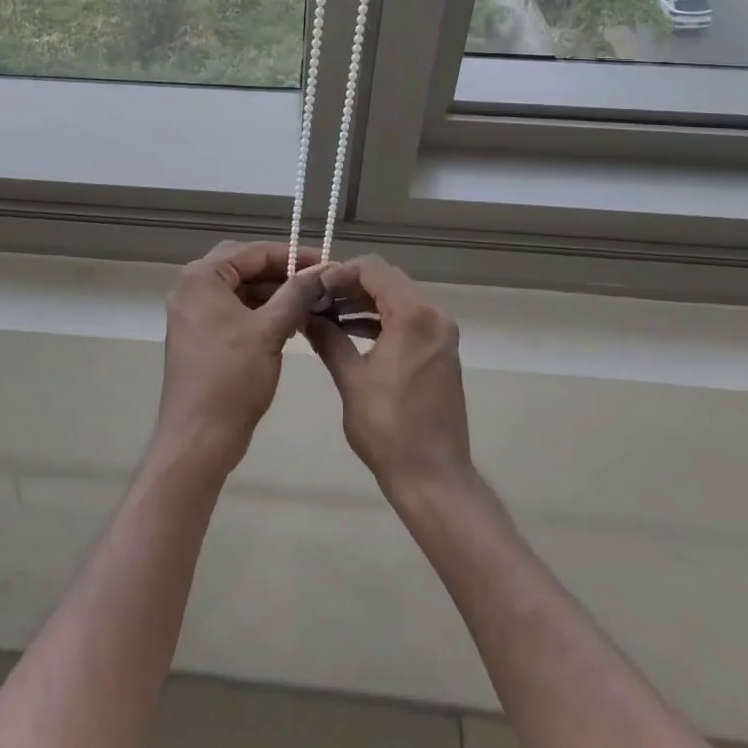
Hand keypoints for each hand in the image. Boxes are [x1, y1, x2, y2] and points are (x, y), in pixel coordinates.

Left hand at [154, 240, 325, 474]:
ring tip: (311, 303)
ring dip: (273, 293)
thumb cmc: (232, 378)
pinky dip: (260, 312)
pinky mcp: (200, 336)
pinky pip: (234, 311)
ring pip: (240, 290)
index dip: (292, 255)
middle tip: (317, 281)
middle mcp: (192, 287)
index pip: (252, 252)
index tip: (326, 262)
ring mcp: (193, 313)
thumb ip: (297, 294)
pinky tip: (290, 323)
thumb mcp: (270, 330)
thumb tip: (324, 269)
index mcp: (202, 277)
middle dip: (282, 273)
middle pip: (244, 266)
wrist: (199, 438)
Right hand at [307, 256, 472, 499]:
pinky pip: (408, 320)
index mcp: (413, 316)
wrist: (434, 478)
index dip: (340, 272)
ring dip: (364, 302)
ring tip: (327, 315)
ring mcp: (441, 334)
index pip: (373, 269)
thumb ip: (328, 338)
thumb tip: (306, 316)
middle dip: (350, 285)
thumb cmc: (389, 428)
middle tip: (317, 299)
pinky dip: (380, 320)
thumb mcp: (351, 379)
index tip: (313, 287)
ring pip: (397, 299)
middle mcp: (433, 316)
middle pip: (387, 280)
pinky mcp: (441, 351)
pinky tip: (350, 332)